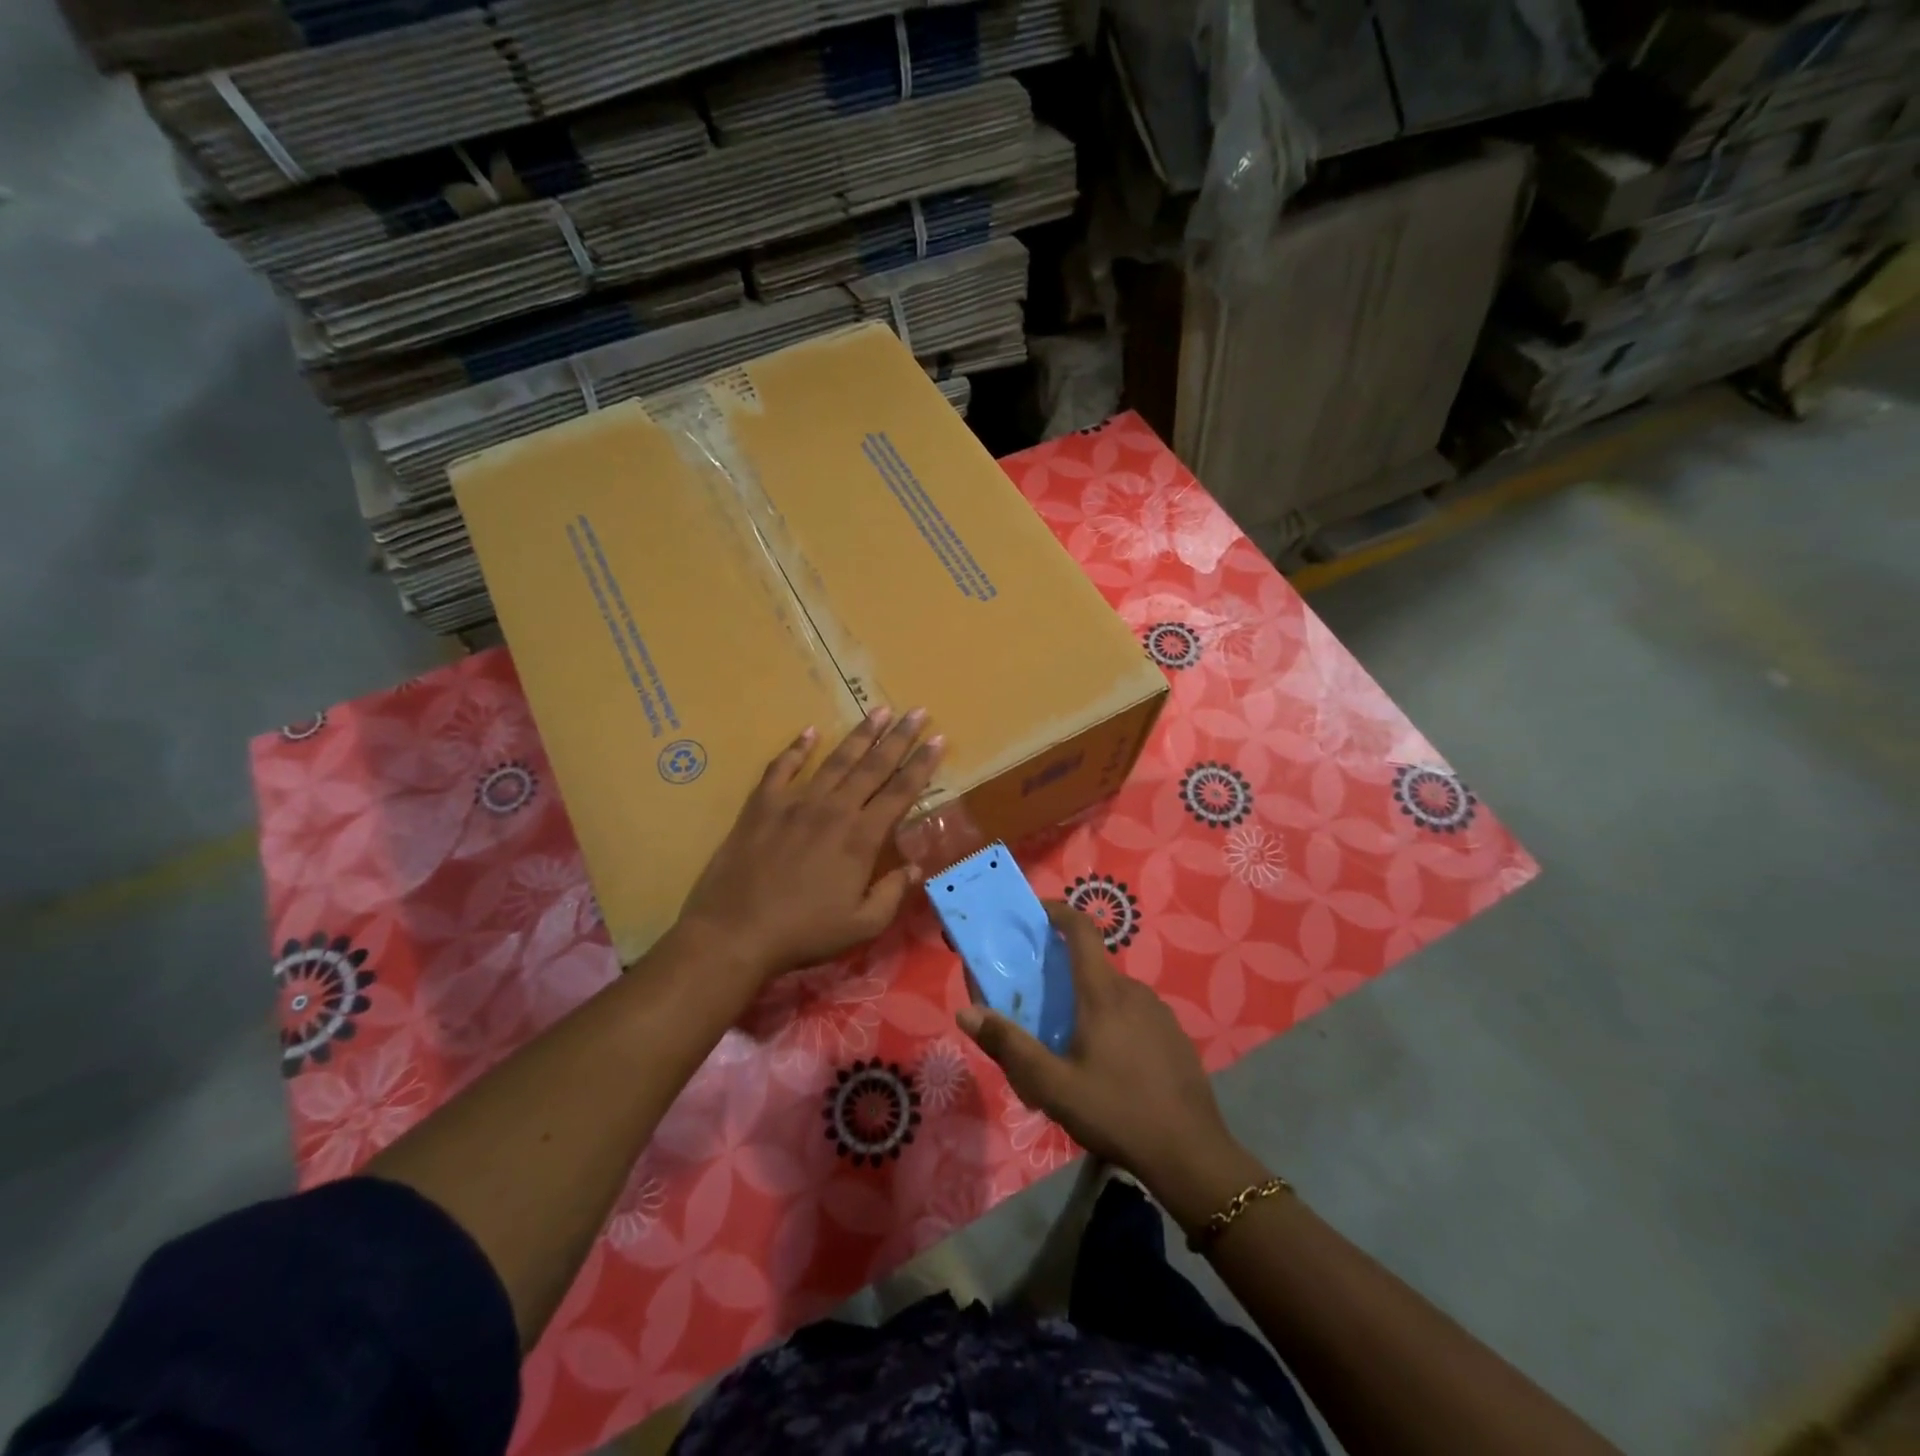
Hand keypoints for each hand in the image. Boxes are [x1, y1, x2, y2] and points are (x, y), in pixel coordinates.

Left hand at [677, 710, 942, 981]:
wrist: (735, 932)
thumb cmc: (803, 933)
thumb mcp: (861, 926)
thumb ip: (892, 893)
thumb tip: (915, 866)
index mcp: (861, 837)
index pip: (900, 792)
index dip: (922, 765)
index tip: (938, 739)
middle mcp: (833, 810)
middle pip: (873, 766)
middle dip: (899, 737)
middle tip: (918, 711)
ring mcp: (795, 803)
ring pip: (835, 760)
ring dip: (860, 735)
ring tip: (879, 710)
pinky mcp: (762, 805)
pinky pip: (781, 768)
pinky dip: (796, 748)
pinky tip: (809, 732)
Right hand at [957, 903, 1236, 1190]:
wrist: (1191, 1154)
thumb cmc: (1117, 1112)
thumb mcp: (1053, 1087)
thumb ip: (1010, 1047)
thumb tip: (967, 1012)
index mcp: (1103, 993)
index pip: (1081, 930)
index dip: (1058, 911)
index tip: (1035, 913)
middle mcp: (1133, 991)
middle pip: (1093, 965)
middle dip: (1064, 973)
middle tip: (1039, 1003)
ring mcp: (1160, 1012)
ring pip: (1114, 993)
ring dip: (1089, 1003)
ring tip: (1069, 1042)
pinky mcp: (1174, 1036)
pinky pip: (1134, 1015)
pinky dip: (1114, 1022)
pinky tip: (1108, 1064)